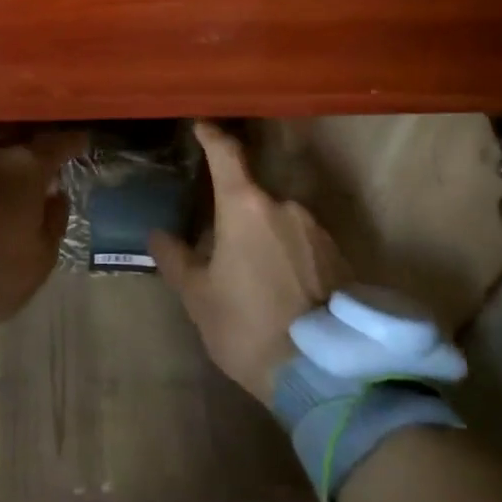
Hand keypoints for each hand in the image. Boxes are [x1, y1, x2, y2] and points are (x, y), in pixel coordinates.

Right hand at [150, 121, 352, 404]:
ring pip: (282, 221)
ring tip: (256, 278)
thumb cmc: (247, 327)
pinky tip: (285, 291)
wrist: (325, 376)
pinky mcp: (342, 257)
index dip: (212, 136)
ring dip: (266, 237)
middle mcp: (286, 206)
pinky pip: (306, 244)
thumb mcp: (199, 297)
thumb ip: (175, 259)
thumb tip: (158, 234)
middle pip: (254, 195)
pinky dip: (291, 256)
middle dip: (238, 212)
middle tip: (222, 244)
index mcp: (246, 206)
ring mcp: (319, 230)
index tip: (201, 125)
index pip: (226, 154)